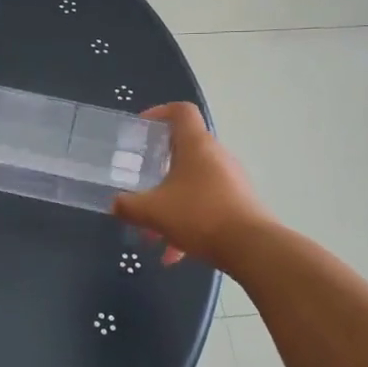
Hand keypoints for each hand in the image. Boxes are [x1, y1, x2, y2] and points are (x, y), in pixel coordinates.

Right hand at [112, 102, 267, 267]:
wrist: (251, 247)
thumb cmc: (199, 215)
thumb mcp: (153, 211)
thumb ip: (128, 206)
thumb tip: (116, 204)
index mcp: (196, 145)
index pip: (181, 111)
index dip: (160, 113)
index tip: (142, 129)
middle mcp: (217, 156)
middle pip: (184, 151)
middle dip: (158, 171)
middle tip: (140, 186)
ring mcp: (231, 180)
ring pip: (192, 184)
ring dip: (170, 204)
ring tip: (153, 236)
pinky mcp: (239, 203)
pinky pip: (206, 205)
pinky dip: (188, 224)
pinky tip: (174, 255)